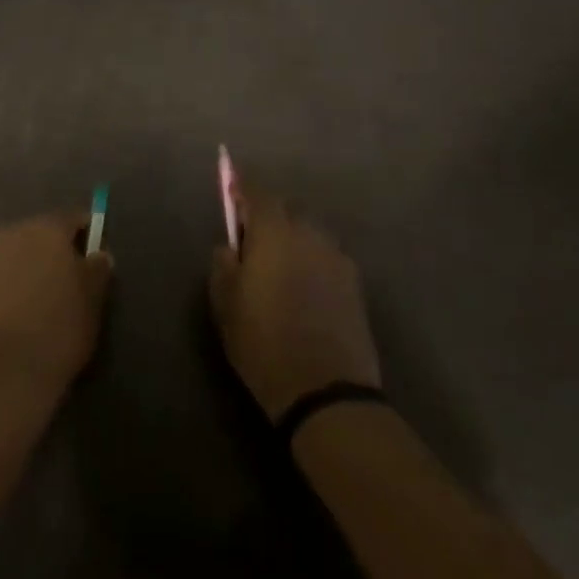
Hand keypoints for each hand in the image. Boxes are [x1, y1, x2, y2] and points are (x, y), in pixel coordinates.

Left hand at [0, 211, 112, 406]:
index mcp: (45, 227)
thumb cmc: (58, 329)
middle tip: (69, 280)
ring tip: (40, 298)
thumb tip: (97, 254)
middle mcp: (10, 231)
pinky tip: (17, 310)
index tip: (95, 257)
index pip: (73, 219)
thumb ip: (97, 268)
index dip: (88, 235)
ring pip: (15, 252)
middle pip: (40, 232)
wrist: (3, 373)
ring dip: (28, 265)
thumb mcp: (93, 299)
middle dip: (54, 250)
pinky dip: (8, 282)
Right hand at [209, 185, 381, 421]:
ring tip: (277, 266)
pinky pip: (326, 258)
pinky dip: (311, 261)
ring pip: (309, 234)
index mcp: (275, 233)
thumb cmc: (263, 342)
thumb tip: (230, 246)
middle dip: (268, 216)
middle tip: (251, 238)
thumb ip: (223, 264)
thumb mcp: (225, 304)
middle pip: (287, 211)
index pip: (258, 194)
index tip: (231, 188)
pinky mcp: (355, 285)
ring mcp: (337, 259)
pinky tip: (302, 288)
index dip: (242, 189)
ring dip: (292, 239)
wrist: (326, 391)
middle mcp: (310, 235)